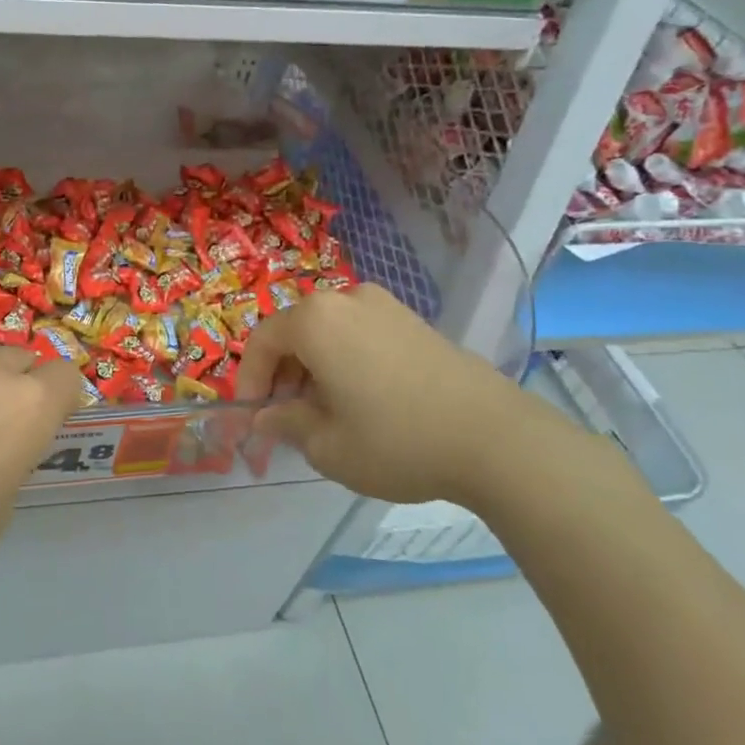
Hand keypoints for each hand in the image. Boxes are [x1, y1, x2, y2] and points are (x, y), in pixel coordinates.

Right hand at [236, 283, 563, 504]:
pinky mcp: (414, 320)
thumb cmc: (397, 441)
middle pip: (295, 332)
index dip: (248, 379)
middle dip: (282, 374)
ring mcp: (385, 306)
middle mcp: (346, 299)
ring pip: (328, 332)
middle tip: (286, 417)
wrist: (496, 438)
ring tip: (325, 412)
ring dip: (314, 367)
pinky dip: (345, 360)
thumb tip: (265, 417)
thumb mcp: (327, 446)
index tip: (252, 417)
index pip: (262, 341)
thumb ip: (286, 424)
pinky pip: (360, 334)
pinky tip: (362, 399)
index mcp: (315, 320)